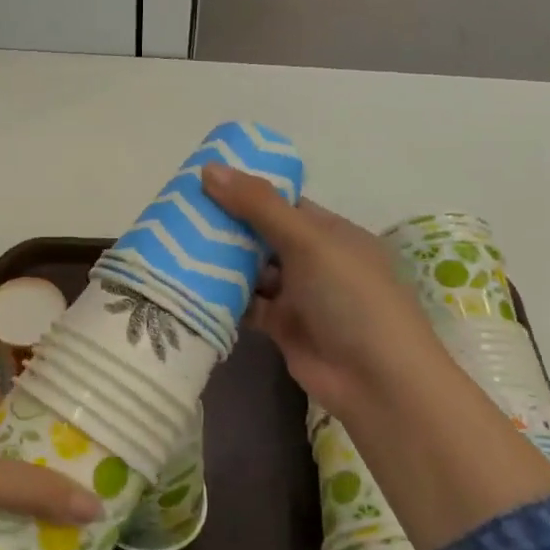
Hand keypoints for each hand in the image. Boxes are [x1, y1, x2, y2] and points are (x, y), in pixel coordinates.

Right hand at [202, 165, 460, 430]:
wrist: (376, 380)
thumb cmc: (351, 297)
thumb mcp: (307, 241)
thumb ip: (258, 206)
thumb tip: (209, 168)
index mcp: (331, 232)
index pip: (283, 203)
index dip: (245, 191)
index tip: (201, 183)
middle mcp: (315, 260)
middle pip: (262, 236)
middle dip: (226, 227)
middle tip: (177, 214)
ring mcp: (299, 295)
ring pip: (252, 271)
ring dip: (221, 262)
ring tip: (173, 246)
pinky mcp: (283, 327)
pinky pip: (247, 304)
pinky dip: (224, 297)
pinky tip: (190, 285)